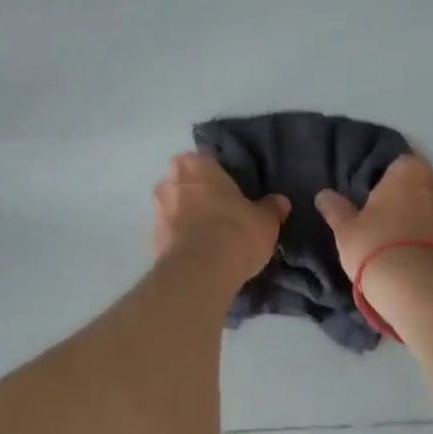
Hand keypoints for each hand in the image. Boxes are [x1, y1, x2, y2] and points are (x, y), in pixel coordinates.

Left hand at [153, 153, 288, 287]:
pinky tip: (200, 254)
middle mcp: (170, 181)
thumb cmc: (235, 231)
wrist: (200, 272)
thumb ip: (271, 208)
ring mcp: (157, 211)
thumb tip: (280, 202)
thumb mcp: (265, 220)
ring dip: (188, 218)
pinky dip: (182, 240)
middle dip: (199, 195)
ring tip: (211, 236)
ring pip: (175, 208)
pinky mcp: (152, 240)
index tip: (231, 190)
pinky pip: (171, 233)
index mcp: (195, 164)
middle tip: (222, 211)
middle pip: (186, 183)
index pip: (206, 160)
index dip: (218, 175)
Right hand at [315, 154, 432, 288]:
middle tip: (385, 218)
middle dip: (407, 197)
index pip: (397, 162)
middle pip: (421, 184)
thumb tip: (324, 195)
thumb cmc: (377, 247)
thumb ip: (336, 209)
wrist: (421, 292)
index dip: (384, 178)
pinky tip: (418, 259)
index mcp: (409, 171)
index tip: (372, 196)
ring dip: (423, 219)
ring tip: (402, 242)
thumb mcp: (346, 230)